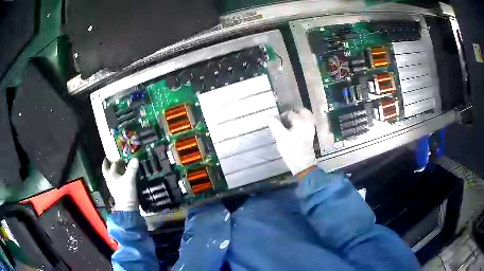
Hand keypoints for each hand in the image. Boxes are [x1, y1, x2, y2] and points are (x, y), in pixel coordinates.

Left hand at [102, 158, 138, 210]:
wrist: (127, 207)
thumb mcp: (130, 178)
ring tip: (119, 166)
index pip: (112, 164)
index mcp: (111, 174)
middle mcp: (109, 179)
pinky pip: (115, 180)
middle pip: (107, 169)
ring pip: (111, 175)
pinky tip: (122, 176)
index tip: (119, 156)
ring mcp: (112, 185)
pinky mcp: (117, 190)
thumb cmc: (126, 191)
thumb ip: (132, 168)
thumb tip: (135, 158)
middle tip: (110, 159)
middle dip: (108, 164)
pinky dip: (117, 176)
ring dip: (113, 170)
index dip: (116, 160)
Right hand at [268, 108, 315, 174]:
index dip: (281, 117)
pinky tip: (297, 128)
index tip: (276, 122)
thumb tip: (270, 117)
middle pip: (301, 111)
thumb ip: (275, 125)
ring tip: (291, 122)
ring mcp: (311, 128)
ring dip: (299, 116)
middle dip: (293, 113)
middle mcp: (307, 122)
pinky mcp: (312, 135)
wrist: (302, 163)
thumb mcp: (280, 137)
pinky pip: (309, 123)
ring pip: (307, 116)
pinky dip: (303, 122)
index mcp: (299, 121)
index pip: (289, 113)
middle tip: (285, 118)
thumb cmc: (291, 150)